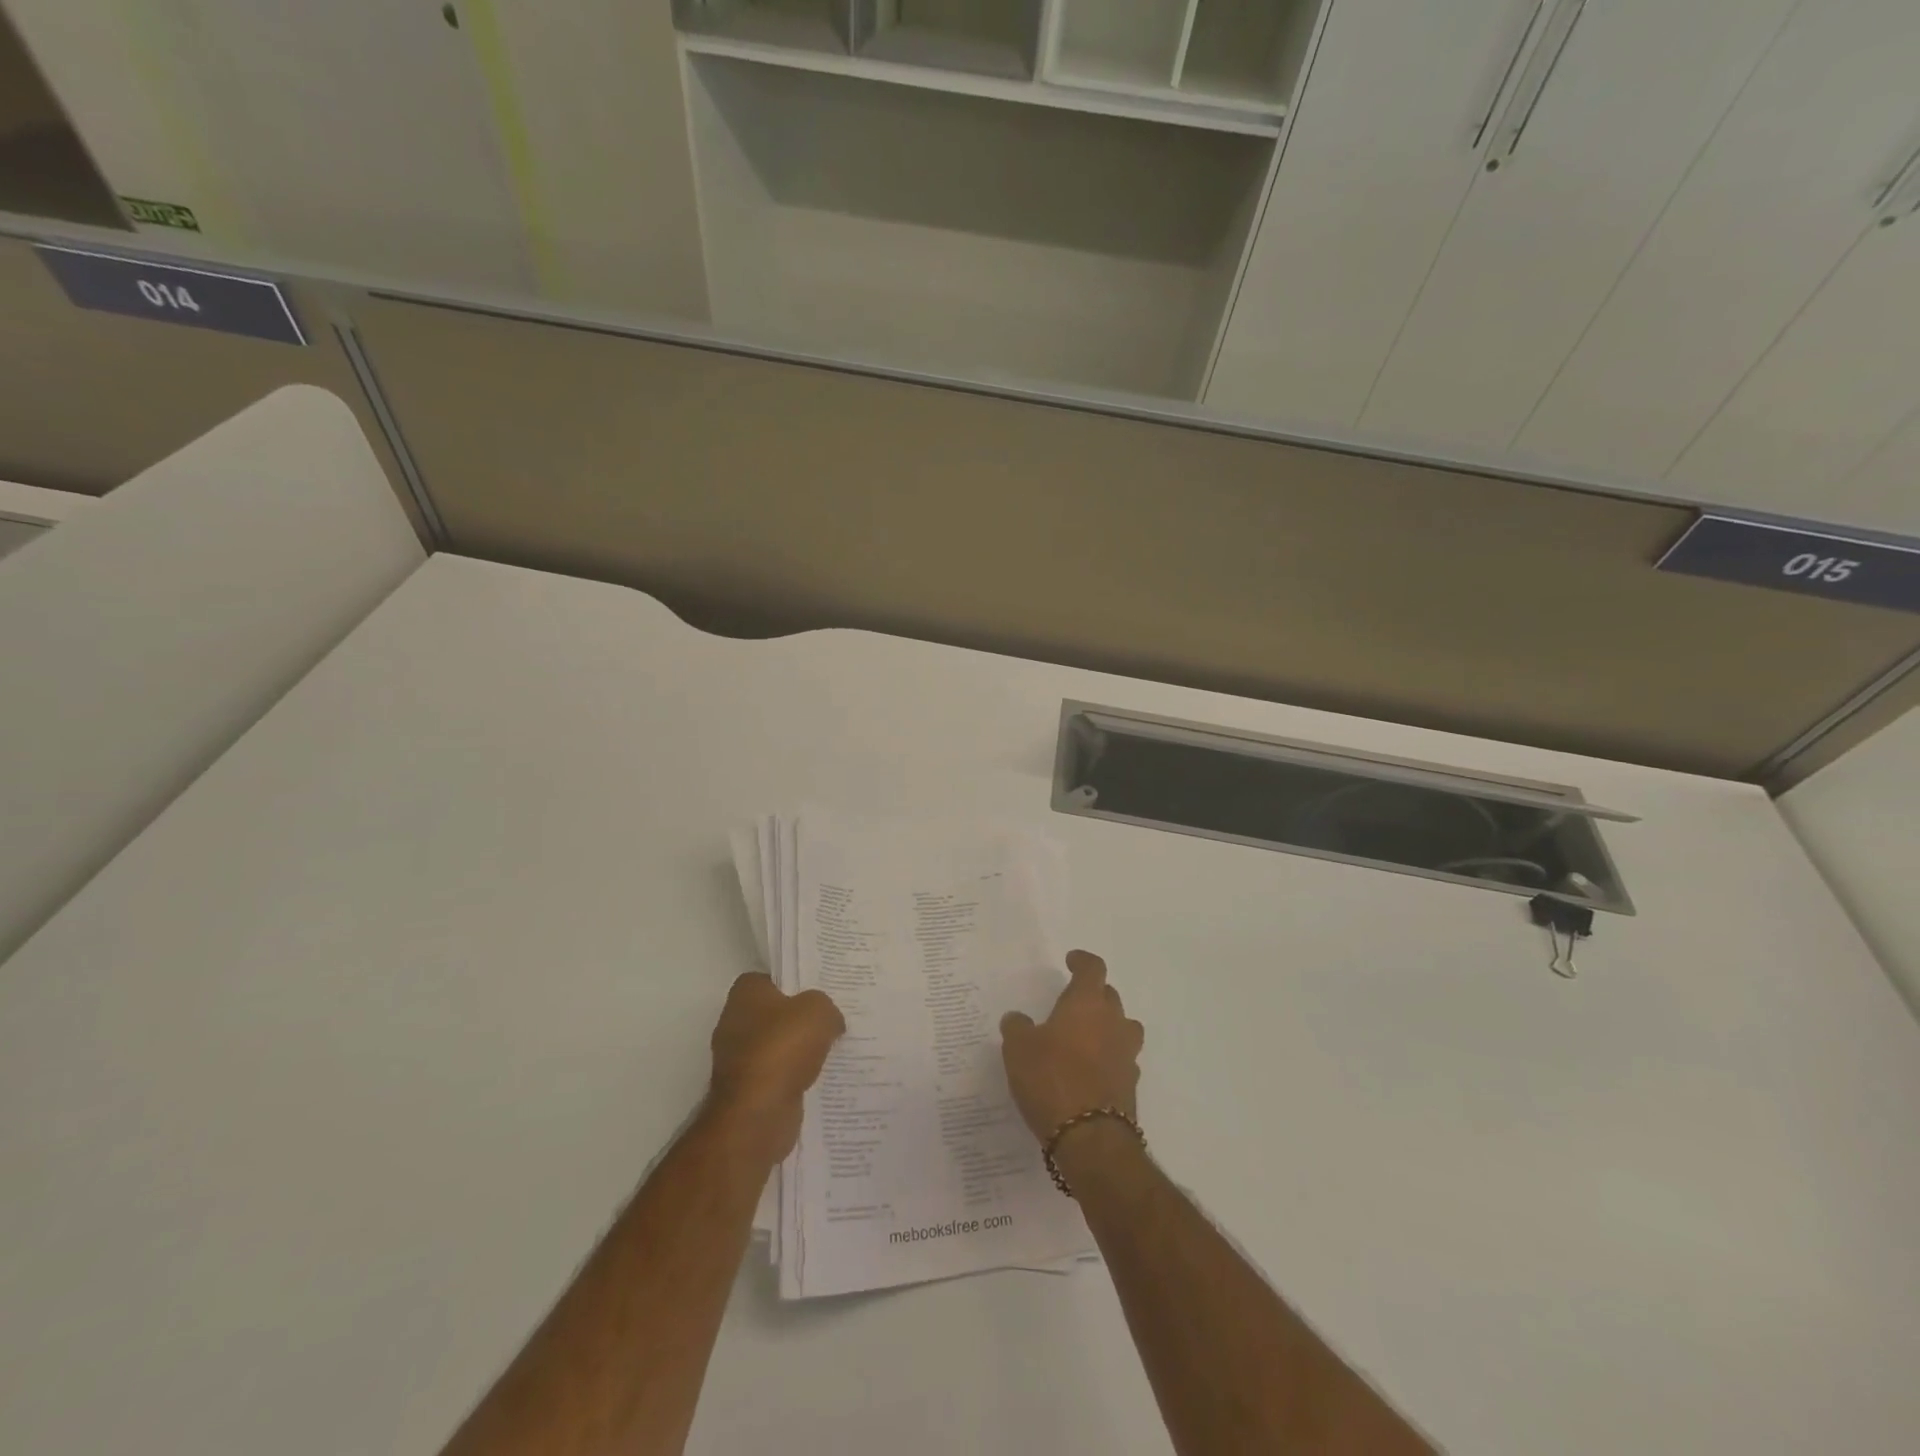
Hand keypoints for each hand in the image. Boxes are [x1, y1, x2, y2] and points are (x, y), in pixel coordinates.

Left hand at [705, 972, 844, 1163]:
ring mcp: (737, 1059)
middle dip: (798, 1018)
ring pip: (776, 1046)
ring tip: (830, 1049)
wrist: (758, 1113)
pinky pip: (776, 1075)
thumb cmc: (783, 1048)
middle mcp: (734, 1023)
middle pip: (773, 1013)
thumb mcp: (819, 1011)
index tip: (818, 990)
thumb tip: (830, 1020)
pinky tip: (818, 1078)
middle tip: (830, 1018)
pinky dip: (793, 1077)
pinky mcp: (745, 1091)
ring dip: (797, 1050)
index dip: (793, 982)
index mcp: (745, 994)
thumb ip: (826, 1007)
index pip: (769, 978)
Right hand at [999, 950, 1144, 1143]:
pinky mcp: (1131, 1085)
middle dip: (1094, 995)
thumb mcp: (1018, 1049)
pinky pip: (1121, 1059)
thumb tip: (1017, 1018)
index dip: (1082, 961)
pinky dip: (1109, 1058)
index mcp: (1087, 1003)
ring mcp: (1126, 1054)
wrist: (1090, 1138)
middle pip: (1110, 996)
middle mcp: (1113, 1022)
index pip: (1093, 969)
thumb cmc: (1051, 1079)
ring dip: (1107, 1026)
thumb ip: (1017, 1028)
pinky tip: (1090, 1070)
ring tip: (1085, 1036)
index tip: (1071, 961)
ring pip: (1122, 1027)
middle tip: (1072, 1003)